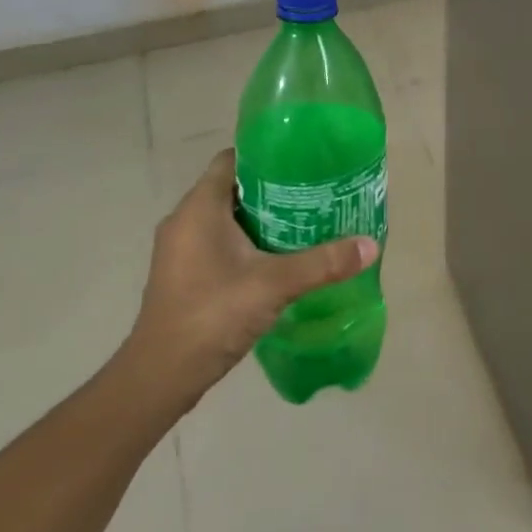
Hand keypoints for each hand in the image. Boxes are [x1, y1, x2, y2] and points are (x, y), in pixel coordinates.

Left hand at [115, 149, 377, 421]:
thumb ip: (323, 262)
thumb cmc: (212, 315)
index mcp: (199, 208)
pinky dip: (247, 242)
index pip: (232, 159)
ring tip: (304, 221)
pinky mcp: (182, 274)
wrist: (160, 377)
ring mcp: (180, 250)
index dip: (266, 154)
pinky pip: (218, 242)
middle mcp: (184, 220)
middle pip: (232, 187)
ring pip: (226, 217)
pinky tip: (278, 258)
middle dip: (272, 188)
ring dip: (261, 217)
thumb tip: (371, 245)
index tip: (302, 160)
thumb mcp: (274, 284)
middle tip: (314, 192)